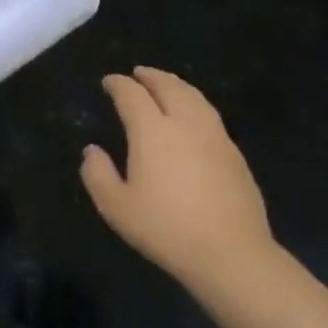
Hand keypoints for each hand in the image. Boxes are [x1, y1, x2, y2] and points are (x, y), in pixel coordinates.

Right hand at [80, 68, 276, 282]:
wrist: (230, 254)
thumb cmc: (165, 229)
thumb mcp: (115, 207)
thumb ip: (97, 174)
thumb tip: (92, 151)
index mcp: (153, 132)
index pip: (132, 95)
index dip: (118, 84)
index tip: (109, 81)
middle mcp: (186, 125)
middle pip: (169, 87)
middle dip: (151, 76)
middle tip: (138, 73)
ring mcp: (215, 137)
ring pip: (195, 98)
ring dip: (176, 85)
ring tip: (166, 84)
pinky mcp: (235, 155)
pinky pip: (211, 116)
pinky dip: (195, 104)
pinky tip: (192, 117)